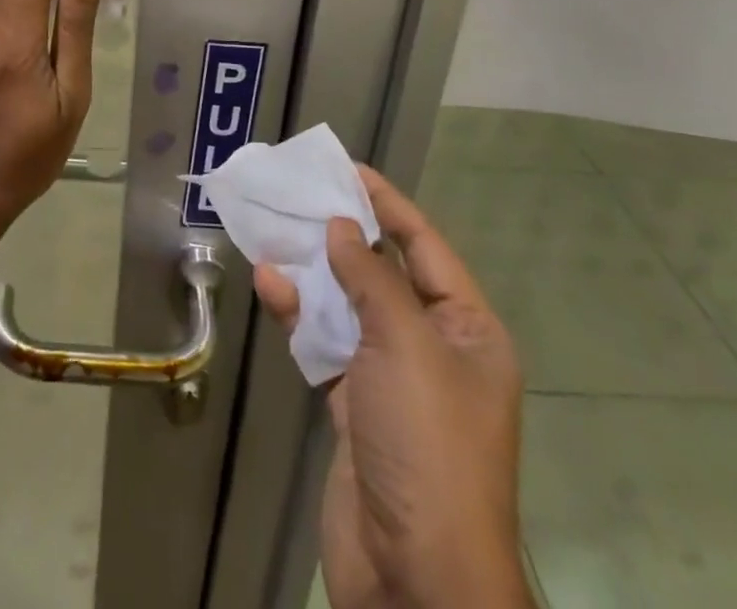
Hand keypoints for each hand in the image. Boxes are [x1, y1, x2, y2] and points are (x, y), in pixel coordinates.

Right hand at [254, 167, 530, 608]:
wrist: (417, 580)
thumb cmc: (428, 444)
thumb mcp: (406, 346)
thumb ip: (372, 277)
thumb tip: (344, 227)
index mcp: (467, 329)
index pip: (424, 246)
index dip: (387, 204)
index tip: (348, 169)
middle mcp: (433, 347)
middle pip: (382, 272)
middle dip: (342, 235)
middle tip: (299, 195)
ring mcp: (392, 379)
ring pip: (348, 306)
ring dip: (312, 273)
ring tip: (274, 231)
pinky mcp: (355, 406)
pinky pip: (325, 344)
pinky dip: (299, 315)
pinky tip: (270, 285)